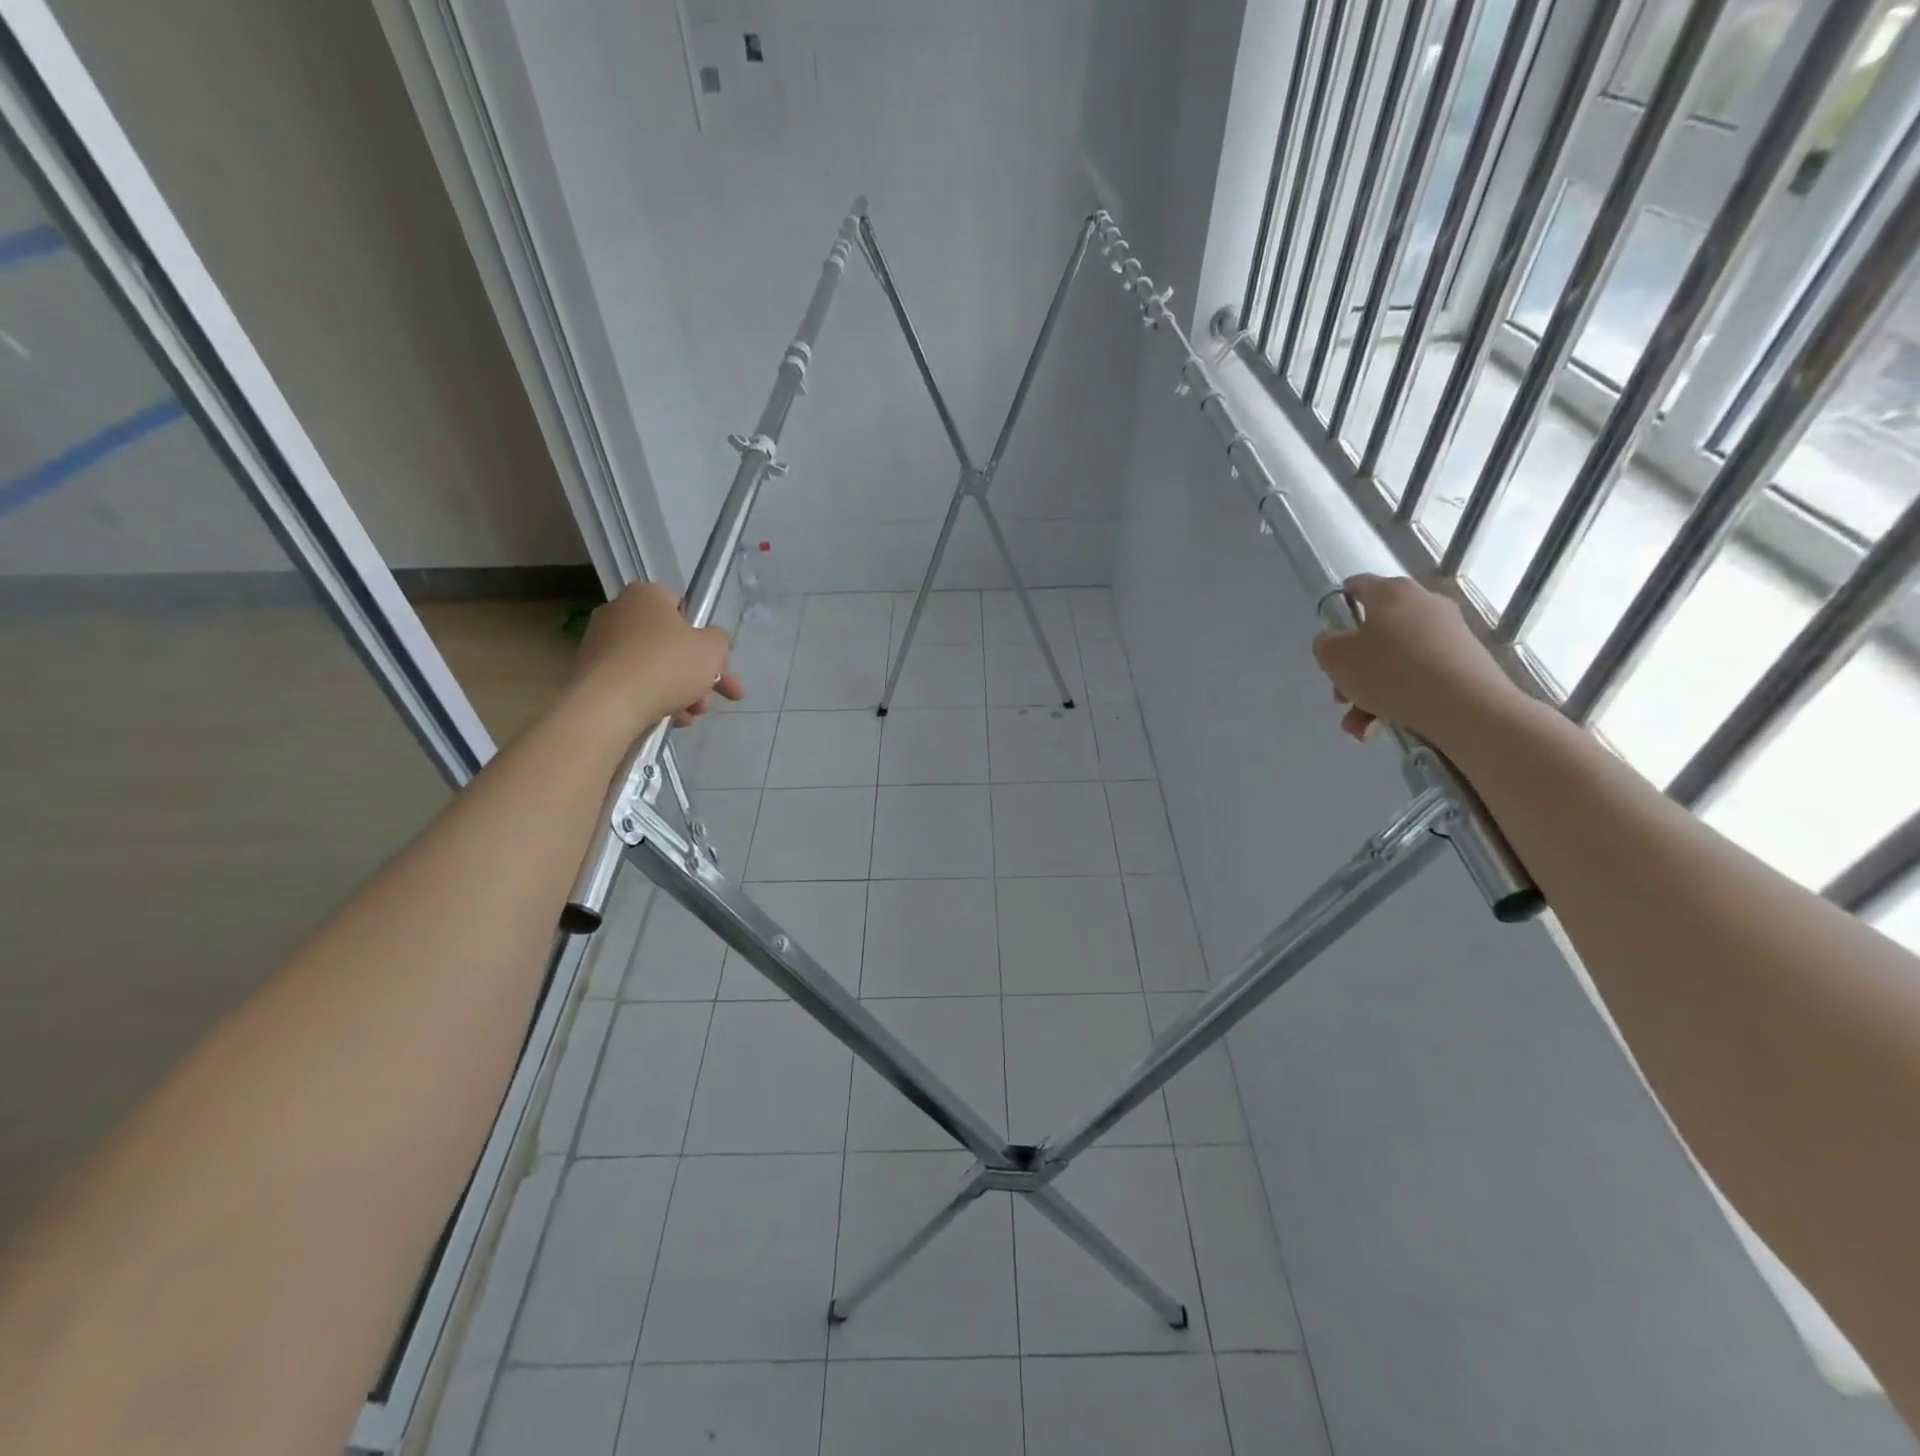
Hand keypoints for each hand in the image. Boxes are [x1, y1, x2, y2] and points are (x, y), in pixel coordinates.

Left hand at [572, 582, 743, 734]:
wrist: (608, 704)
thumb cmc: (666, 666)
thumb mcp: (713, 650)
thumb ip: (720, 641)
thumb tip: (712, 642)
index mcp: (647, 596)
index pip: (683, 608)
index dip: (704, 637)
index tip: (717, 663)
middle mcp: (619, 612)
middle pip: (671, 644)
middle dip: (698, 675)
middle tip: (714, 698)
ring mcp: (601, 643)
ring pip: (654, 666)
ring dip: (681, 691)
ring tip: (693, 716)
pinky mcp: (591, 672)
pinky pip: (633, 681)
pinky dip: (654, 698)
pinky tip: (672, 719)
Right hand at [1310, 574, 1527, 749]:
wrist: (1468, 708)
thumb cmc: (1391, 673)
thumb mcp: (1335, 658)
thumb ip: (1325, 644)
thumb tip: (1336, 642)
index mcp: (1391, 593)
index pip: (1358, 585)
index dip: (1338, 605)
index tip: (1330, 633)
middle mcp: (1424, 604)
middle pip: (1375, 631)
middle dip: (1353, 667)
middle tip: (1342, 695)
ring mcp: (1449, 632)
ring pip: (1395, 659)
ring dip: (1371, 691)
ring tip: (1362, 725)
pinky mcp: (1466, 661)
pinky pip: (1420, 675)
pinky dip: (1399, 697)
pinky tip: (1385, 725)